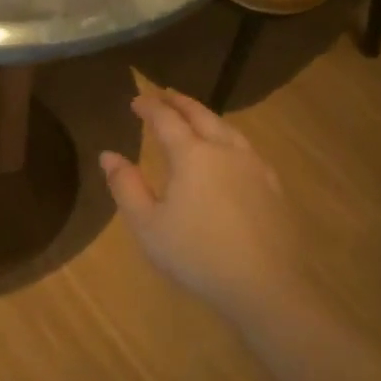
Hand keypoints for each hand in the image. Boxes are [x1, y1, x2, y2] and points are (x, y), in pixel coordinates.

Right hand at [99, 89, 296, 323]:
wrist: (264, 286)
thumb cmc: (196, 255)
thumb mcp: (147, 224)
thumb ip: (126, 186)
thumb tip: (108, 155)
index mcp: (192, 155)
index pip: (166, 119)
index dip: (149, 107)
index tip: (135, 100)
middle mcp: (225, 150)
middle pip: (201, 115)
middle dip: (180, 102)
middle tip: (164, 94)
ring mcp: (254, 167)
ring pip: (228, 129)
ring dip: (206, 116)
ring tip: (194, 116)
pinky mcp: (273, 186)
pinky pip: (245, 148)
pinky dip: (228, 137)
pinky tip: (228, 151)